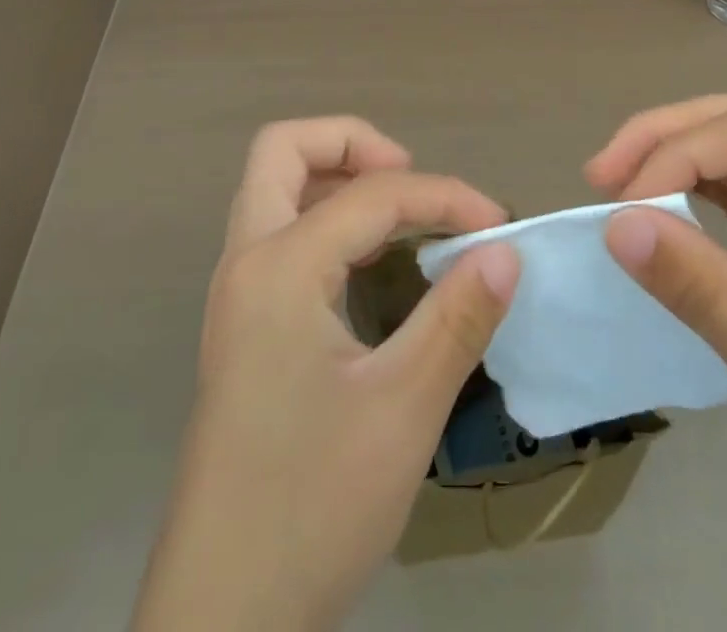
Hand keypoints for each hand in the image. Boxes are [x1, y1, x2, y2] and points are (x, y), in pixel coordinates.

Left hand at [132, 118, 519, 631]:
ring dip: (334, 176)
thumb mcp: (402, 410)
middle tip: (410, 176)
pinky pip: (280, 233)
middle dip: (352, 143)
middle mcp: (246, 262)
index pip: (372, 195)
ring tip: (398, 209)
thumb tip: (505, 253)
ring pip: (274, 188)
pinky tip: (368, 260)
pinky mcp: (243, 327)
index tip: (497, 226)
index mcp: (279, 267)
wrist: (221, 618)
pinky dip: (325, 218)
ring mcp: (237, 295)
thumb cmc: (311, 506)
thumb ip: (457, 318)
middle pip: (283, 150)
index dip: (443, 196)